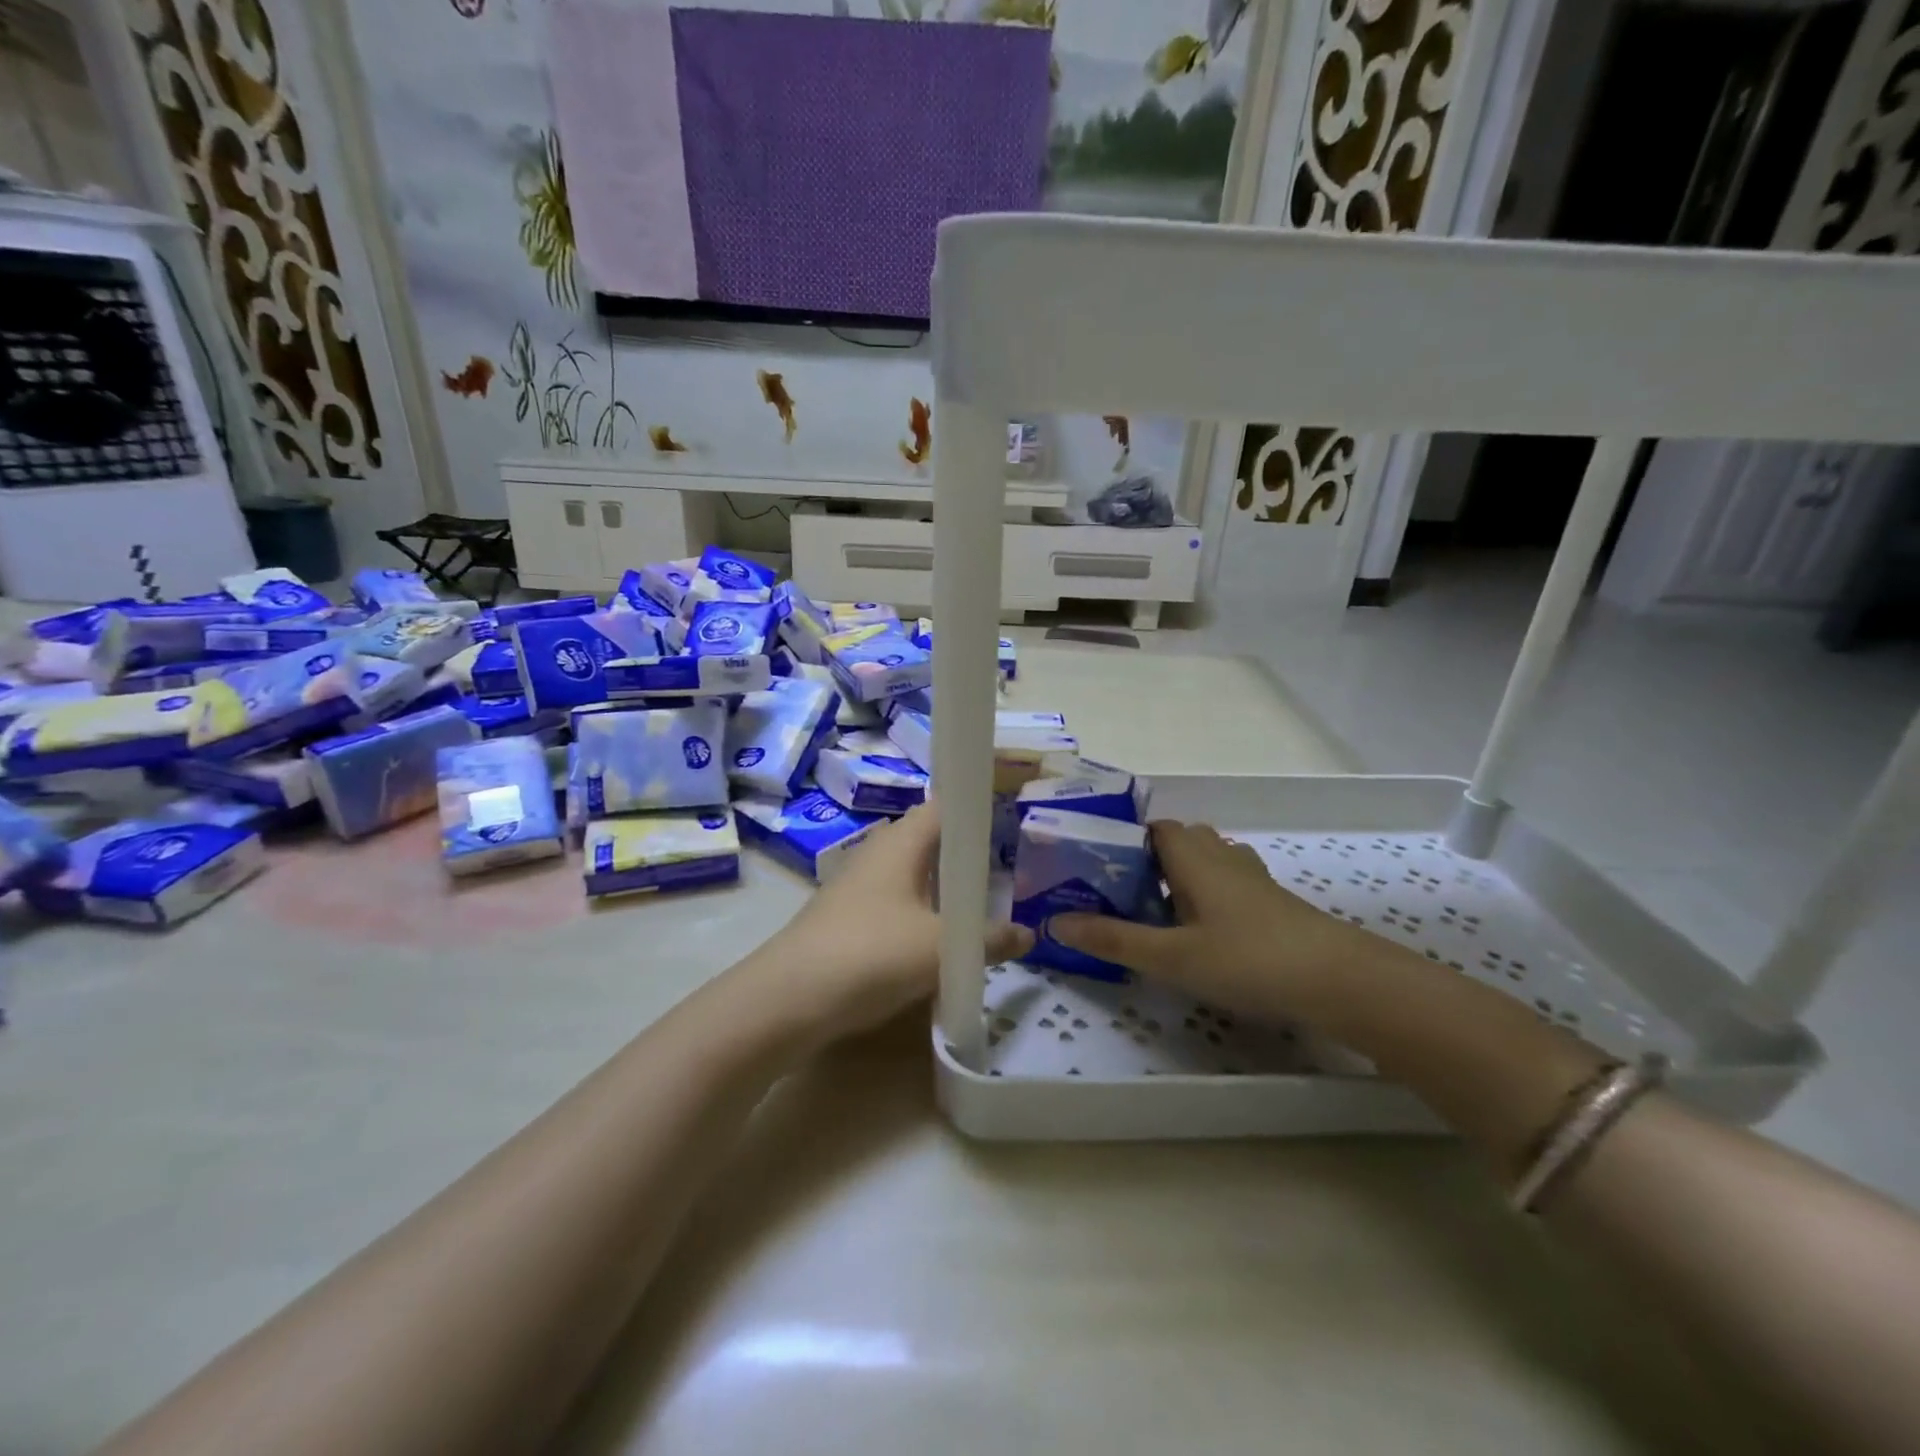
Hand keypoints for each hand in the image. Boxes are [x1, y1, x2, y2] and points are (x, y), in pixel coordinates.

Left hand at [757, 799, 1032, 1043]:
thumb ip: (988, 940)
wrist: (788, 1000)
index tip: (1012, 817)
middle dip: (966, 852)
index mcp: (901, 842)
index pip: (944, 804)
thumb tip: (1028, 934)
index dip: (977, 805)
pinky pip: (896, 901)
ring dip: (944, 887)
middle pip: (930, 839)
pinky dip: (922, 911)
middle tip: (1008, 868)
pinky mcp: (848, 916)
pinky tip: (938, 939)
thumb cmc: (871, 955)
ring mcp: (858, 885)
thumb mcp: (940, 950)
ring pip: (913, 873)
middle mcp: (878, 852)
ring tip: (981, 906)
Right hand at [1049, 820, 1381, 1026]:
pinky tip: (1203, 931)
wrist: (1341, 982)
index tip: (1098, 864)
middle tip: (1121, 892)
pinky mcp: (1274, 905)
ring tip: (1156, 911)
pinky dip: (1209, 895)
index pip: (1155, 827)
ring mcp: (1254, 880)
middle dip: (1150, 859)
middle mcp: (1223, 858)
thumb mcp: (1171, 956)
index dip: (1126, 838)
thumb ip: (1113, 938)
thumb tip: (1054, 921)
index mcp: (1194, 858)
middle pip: (1182, 840)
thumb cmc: (1248, 959)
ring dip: (1181, 876)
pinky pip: (1230, 884)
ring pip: (1209, 862)